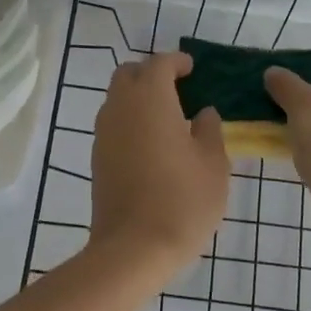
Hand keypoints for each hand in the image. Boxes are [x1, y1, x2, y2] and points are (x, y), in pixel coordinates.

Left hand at [91, 52, 230, 271]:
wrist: (133, 248)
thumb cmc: (182, 200)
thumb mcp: (213, 163)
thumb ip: (209, 130)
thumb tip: (203, 113)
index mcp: (150, 99)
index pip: (160, 64)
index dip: (177, 62)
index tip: (192, 68)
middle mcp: (121, 107)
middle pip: (130, 75)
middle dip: (152, 74)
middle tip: (178, 89)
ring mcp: (104, 133)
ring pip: (117, 99)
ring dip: (138, 98)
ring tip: (167, 118)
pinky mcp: (97, 158)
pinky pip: (113, 124)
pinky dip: (130, 121)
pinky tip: (151, 144)